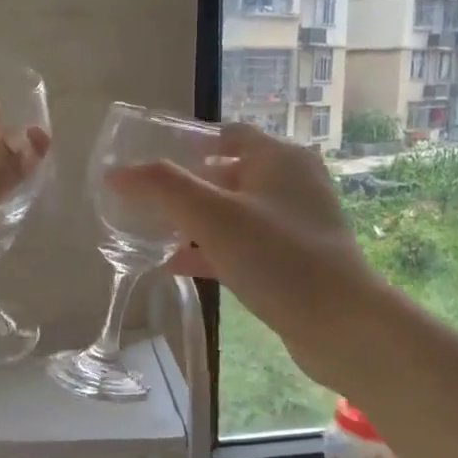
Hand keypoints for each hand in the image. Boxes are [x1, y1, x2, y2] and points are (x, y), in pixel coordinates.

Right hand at [108, 123, 383, 389]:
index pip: (227, 134)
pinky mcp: (294, 261)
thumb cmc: (277, 257)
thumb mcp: (212, 216)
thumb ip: (162, 188)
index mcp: (279, 158)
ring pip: (235, 214)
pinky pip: (245, 246)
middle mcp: (292, 184)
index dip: (188, 142)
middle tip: (147, 200)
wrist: (341, 324)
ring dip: (197, 222)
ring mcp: (296, 225)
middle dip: (187, 186)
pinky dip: (213, 251)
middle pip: (229, 174)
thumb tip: (117, 173)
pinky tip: (178, 266)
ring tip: (153, 232)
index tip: (150, 158)